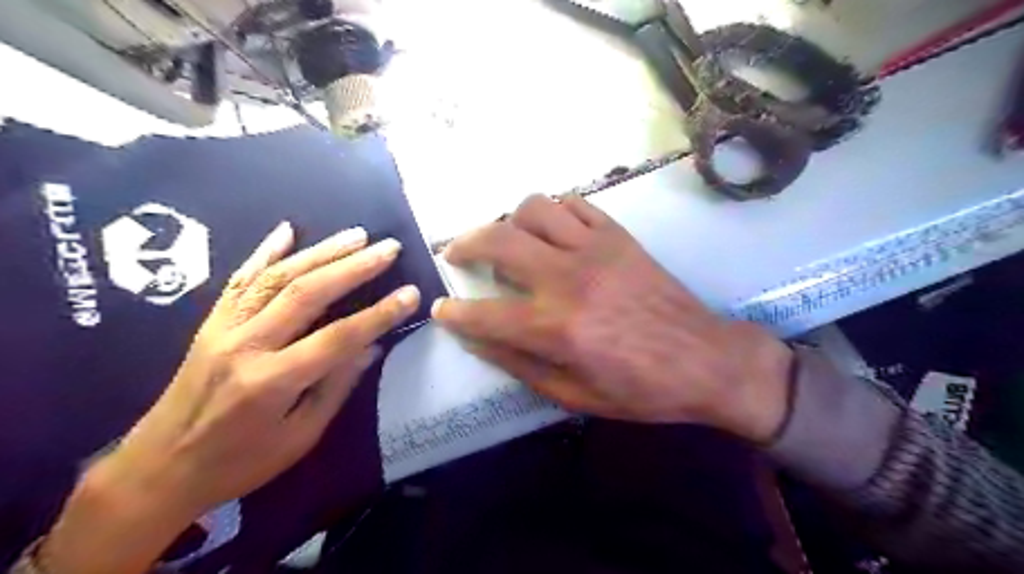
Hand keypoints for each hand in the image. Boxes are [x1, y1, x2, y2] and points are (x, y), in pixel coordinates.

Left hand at [43, 223, 419, 572]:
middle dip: (353, 267)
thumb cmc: (239, 463)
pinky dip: (264, 251)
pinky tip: (287, 230)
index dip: (379, 314)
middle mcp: (246, 346)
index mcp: (273, 382)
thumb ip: (336, 387)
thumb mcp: (300, 437)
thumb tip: (371, 346)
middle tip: (388, 248)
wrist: (158, 470)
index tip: (410, 293)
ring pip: (276, 278)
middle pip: (307, 294)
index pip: (339, 338)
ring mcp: (223, 329)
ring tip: (356, 235)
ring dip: (320, 252)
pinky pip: (239, 279)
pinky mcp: (210, 323)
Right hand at [431, 195, 789, 441]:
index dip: (454, 312)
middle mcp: (568, 278)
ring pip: (534, 207)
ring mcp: (595, 248)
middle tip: (457, 254)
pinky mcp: (619, 235)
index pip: (484, 313)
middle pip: (498, 240)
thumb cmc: (641, 389)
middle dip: (464, 244)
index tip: (441, 309)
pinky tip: (551, 230)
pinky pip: (575, 204)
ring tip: (509, 241)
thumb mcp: (574, 395)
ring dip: (509, 221)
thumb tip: (478, 340)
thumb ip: (520, 365)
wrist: (707, 360)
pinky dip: (553, 212)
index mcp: (556, 327)